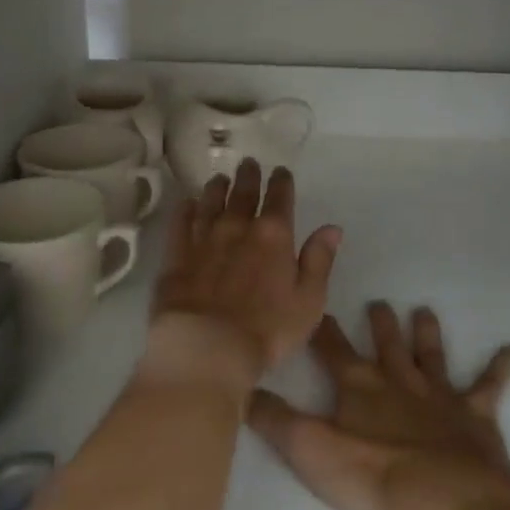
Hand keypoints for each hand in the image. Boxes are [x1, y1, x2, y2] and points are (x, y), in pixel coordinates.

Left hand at [150, 159, 343, 379]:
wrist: (207, 346)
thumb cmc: (268, 329)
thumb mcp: (309, 300)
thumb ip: (319, 260)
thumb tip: (332, 227)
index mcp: (274, 236)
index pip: (280, 199)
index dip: (281, 182)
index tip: (280, 171)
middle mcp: (238, 228)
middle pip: (243, 194)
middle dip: (248, 177)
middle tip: (248, 163)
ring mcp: (204, 240)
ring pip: (211, 204)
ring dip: (217, 189)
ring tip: (219, 179)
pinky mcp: (177, 256)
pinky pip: (181, 225)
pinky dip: (185, 210)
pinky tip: (187, 203)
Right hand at [248, 302, 509, 509]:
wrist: (447, 498)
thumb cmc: (375, 474)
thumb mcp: (310, 450)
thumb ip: (274, 420)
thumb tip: (241, 388)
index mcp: (359, 386)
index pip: (333, 350)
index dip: (322, 329)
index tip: (315, 304)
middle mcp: (398, 381)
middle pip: (385, 346)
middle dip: (379, 324)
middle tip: (378, 302)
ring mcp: (440, 396)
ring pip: (431, 356)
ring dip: (426, 334)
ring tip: (424, 310)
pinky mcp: (475, 417)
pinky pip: (489, 386)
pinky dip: (500, 368)